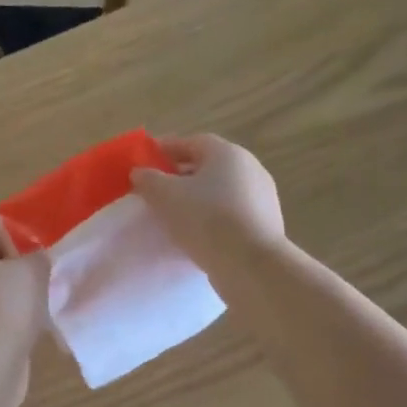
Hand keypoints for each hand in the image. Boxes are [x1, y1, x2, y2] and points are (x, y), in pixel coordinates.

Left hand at [0, 217, 49, 349]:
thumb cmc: (5, 305)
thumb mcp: (32, 270)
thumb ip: (37, 255)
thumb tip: (35, 258)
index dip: (5, 226)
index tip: (31, 237)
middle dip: (8, 260)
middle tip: (37, 267)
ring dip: (9, 290)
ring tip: (39, 295)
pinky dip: (5, 315)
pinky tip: (29, 322)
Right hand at [130, 134, 286, 269]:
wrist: (251, 263)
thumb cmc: (206, 219)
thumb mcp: (165, 196)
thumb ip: (148, 179)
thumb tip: (140, 172)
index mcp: (227, 153)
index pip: (191, 142)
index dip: (166, 150)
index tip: (146, 162)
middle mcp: (250, 168)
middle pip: (208, 166)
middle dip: (181, 175)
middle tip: (157, 189)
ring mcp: (262, 196)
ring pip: (221, 190)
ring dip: (198, 197)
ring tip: (174, 215)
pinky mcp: (266, 223)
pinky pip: (232, 212)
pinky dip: (213, 216)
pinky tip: (198, 233)